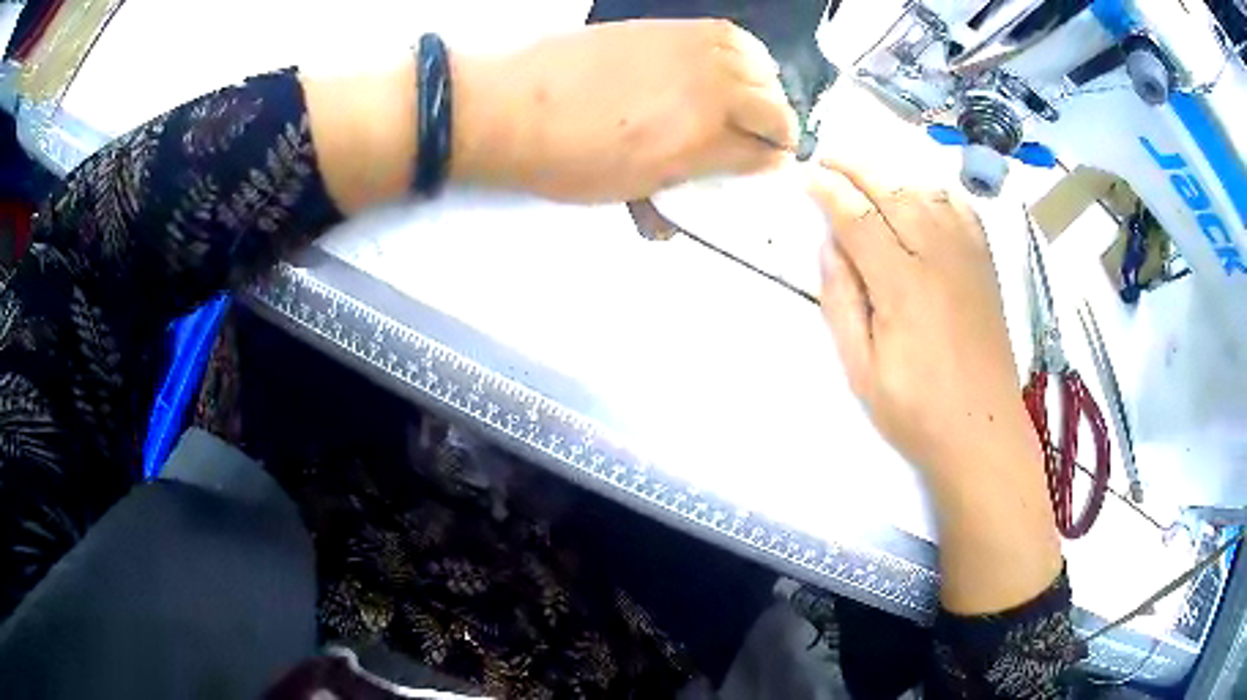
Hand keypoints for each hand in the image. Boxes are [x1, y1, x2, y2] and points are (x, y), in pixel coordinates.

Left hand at [452, 19, 797, 201]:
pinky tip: (729, 65)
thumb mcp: (628, 190)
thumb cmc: (565, 159)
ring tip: (748, 102)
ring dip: (765, 90)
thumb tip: (694, 202)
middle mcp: (712, 89)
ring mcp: (694, 50)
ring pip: (762, 68)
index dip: (770, 166)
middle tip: (758, 141)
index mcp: (702, 140)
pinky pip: (732, 36)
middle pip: (775, 109)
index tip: (764, 170)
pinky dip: (745, 54)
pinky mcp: (673, 26)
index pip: (765, 154)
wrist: (514, 106)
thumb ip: (675, 192)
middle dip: (776, 131)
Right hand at [810, 163, 1060, 614]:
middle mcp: (939, 257)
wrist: (983, 431)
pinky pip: (961, 209)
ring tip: (865, 171)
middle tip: (827, 157)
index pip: (858, 217)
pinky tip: (920, 192)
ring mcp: (968, 257)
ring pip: (927, 190)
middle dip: (855, 166)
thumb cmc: (916, 411)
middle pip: (893, 190)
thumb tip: (831, 244)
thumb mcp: (861, 369)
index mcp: (903, 285)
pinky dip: (934, 189)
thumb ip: (842, 301)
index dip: (828, 190)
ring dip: (891, 172)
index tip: (805, 176)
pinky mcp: (986, 265)